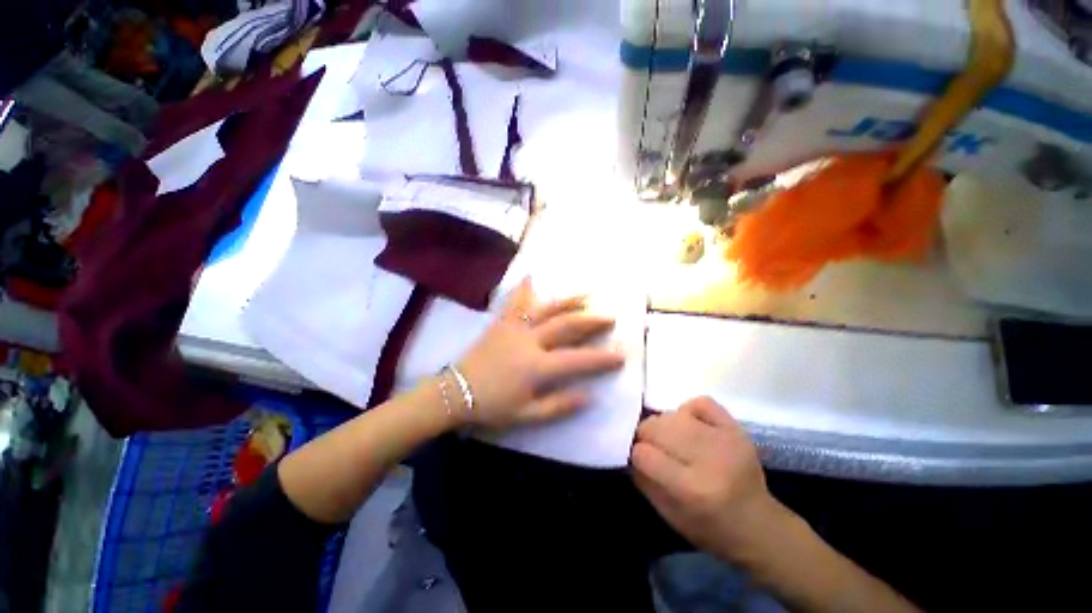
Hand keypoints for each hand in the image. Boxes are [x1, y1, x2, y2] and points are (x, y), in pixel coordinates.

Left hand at [454, 278, 624, 428]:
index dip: (602, 358)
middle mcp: (529, 341)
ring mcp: (514, 328)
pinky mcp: (501, 323)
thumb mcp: (527, 415)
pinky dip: (524, 289)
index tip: (622, 355)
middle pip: (566, 326)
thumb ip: (558, 405)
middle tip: (610, 316)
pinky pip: (515, 303)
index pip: (578, 360)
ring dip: (568, 301)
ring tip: (587, 294)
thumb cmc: (491, 407)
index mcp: (537, 367)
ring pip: (546, 309)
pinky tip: (532, 276)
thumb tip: (589, 396)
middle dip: (591, 320)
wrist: (454, 393)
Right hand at [631, 397, 779, 561]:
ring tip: (672, 438)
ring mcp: (726, 440)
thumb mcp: (669, 515)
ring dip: (664, 425)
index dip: (636, 454)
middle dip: (646, 435)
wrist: (759, 527)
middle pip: (656, 427)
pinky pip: (701, 403)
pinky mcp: (737, 429)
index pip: (644, 454)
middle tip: (652, 446)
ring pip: (674, 414)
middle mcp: (709, 460)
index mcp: (692, 490)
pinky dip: (689, 410)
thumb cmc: (710, 528)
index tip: (639, 458)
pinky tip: (690, 425)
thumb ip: (643, 480)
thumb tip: (629, 450)